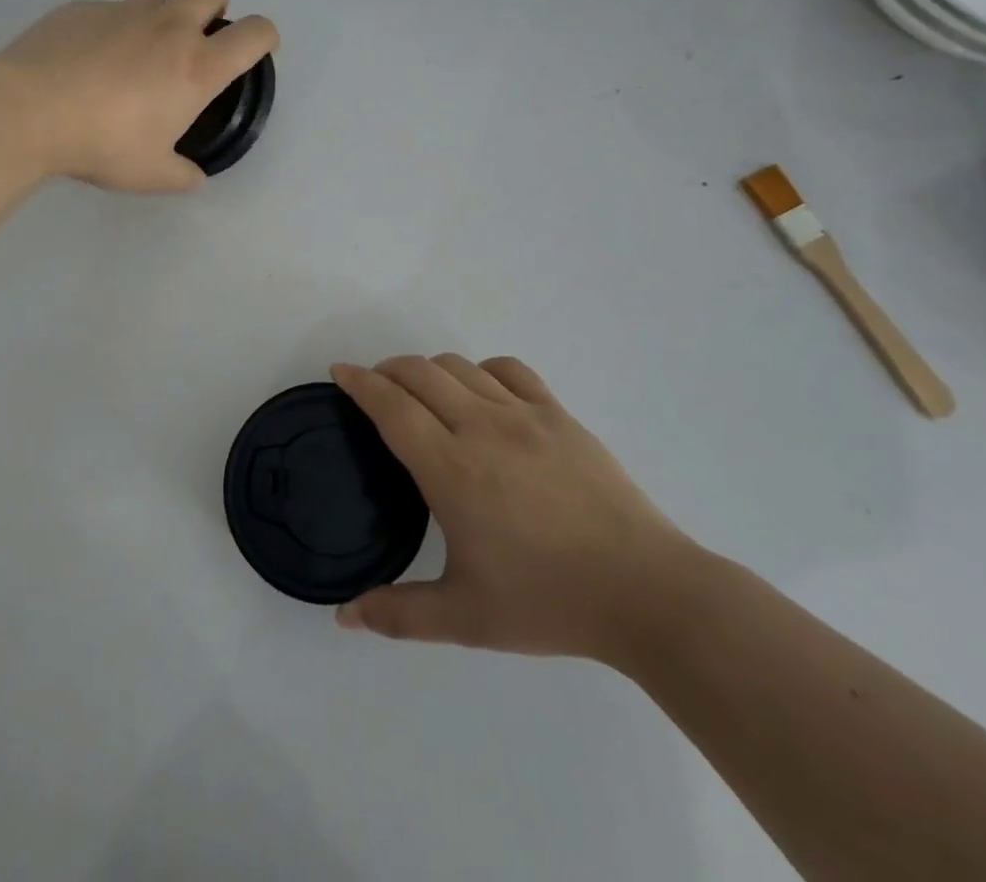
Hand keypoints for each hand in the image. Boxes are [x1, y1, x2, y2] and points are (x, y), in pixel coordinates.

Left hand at [0, 0, 278, 192]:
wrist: (29, 111)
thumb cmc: (102, 144)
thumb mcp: (150, 174)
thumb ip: (182, 174)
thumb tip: (194, 178)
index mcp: (197, 66)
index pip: (255, 33)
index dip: (266, 36)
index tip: (257, 49)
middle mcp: (168, 28)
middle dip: (216, 7)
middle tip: (196, 41)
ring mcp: (124, 11)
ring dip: (160, 18)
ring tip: (134, 55)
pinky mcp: (82, 7)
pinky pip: (110, 10)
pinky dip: (112, 29)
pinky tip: (87, 59)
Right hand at [331, 355, 695, 663]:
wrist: (646, 593)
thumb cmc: (549, 602)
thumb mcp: (465, 618)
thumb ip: (398, 615)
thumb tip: (344, 617)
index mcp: (451, 469)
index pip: (390, 405)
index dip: (359, 382)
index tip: (339, 372)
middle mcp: (481, 427)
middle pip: (419, 372)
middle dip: (386, 370)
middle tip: (374, 389)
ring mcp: (524, 415)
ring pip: (459, 366)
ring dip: (428, 369)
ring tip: (421, 392)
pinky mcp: (559, 415)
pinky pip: (509, 371)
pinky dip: (481, 371)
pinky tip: (481, 393)